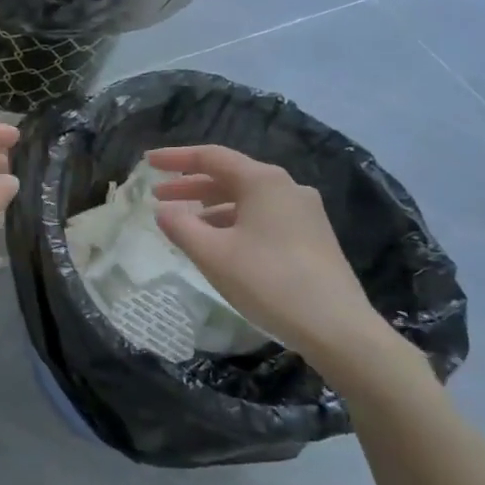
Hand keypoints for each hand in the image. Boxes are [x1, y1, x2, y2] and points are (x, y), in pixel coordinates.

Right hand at [147, 145, 394, 376]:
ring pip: (247, 199)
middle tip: (158, 197)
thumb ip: (180, 226)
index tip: (147, 162)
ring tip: (185, 224)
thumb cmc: (268, 281)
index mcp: (263, 181)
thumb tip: (163, 210)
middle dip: (191, 185)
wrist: (337, 327)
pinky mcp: (313, 236)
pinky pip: (263, 217)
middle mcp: (286, 187)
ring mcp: (304, 212)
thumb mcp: (212, 254)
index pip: (210, 157)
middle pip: (230, 176)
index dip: (175, 158)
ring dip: (211, 206)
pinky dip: (234, 221)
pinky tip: (221, 244)